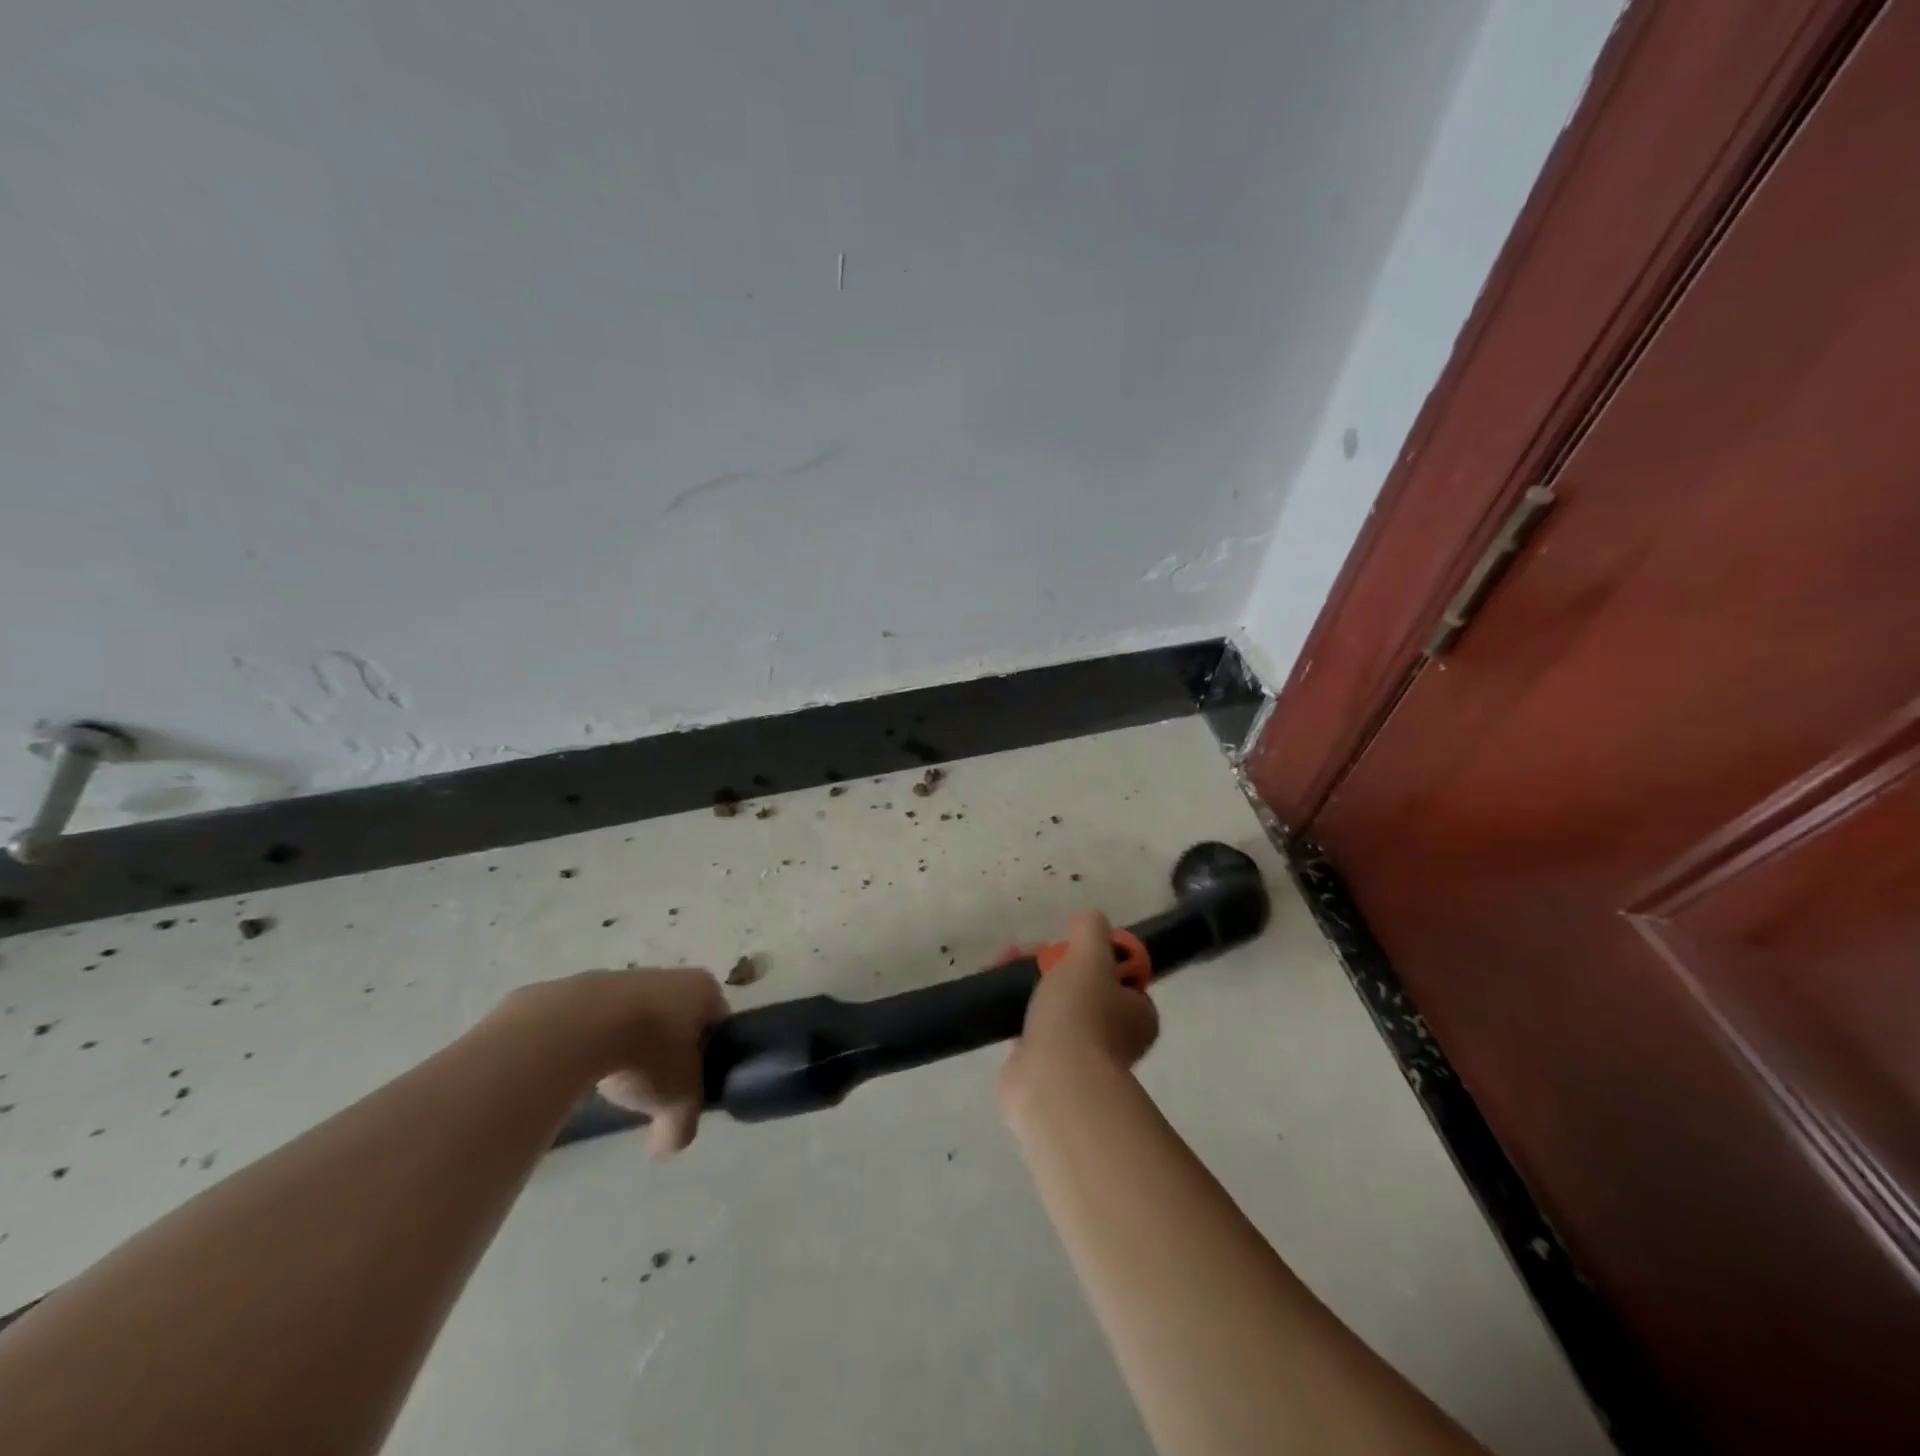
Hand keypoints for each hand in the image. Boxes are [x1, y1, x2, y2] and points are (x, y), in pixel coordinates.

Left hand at [506, 968, 727, 1157]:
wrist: (578, 1027)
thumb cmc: (648, 1054)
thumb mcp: (677, 1102)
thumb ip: (682, 1126)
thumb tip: (669, 1145)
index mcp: (705, 990)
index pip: (720, 1024)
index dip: (711, 1058)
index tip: (694, 1086)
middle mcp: (673, 975)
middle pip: (680, 1020)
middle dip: (670, 1052)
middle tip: (657, 1088)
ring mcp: (628, 977)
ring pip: (641, 1019)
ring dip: (634, 1048)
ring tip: (619, 1082)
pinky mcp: (587, 988)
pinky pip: (604, 1022)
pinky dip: (601, 1043)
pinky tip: (589, 1069)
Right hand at [1001, 911, 1158, 1115]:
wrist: (1052, 1085)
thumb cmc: (1080, 1016)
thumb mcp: (1089, 956)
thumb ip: (1090, 930)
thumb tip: (1087, 920)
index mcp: (1137, 1011)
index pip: (1117, 971)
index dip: (1087, 950)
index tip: (1060, 943)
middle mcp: (1115, 1035)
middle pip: (1079, 982)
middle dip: (1046, 962)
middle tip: (1019, 954)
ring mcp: (1080, 1054)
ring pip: (1053, 1003)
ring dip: (1026, 983)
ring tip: (998, 969)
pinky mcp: (1046, 1068)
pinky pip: (1031, 1029)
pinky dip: (1014, 1013)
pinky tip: (996, 1002)